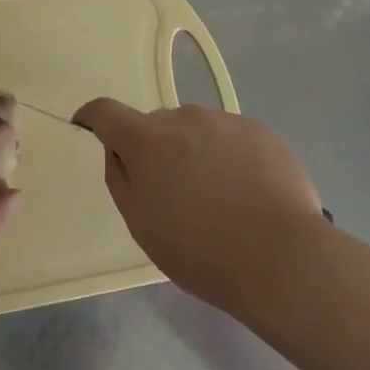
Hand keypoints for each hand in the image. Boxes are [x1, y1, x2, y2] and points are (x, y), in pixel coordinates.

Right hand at [74, 99, 325, 315]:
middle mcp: (183, 117)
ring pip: (196, 132)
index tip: (87, 127)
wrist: (283, 258)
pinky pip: (231, 138)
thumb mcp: (141, 224)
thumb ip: (120, 178)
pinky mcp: (260, 131)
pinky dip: (229, 158)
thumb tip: (119, 151)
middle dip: (156, 150)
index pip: (106, 111)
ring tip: (218, 199)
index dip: (92, 117)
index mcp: (147, 139)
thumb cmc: (200, 249)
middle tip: (173, 194)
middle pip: (157, 126)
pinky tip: (247, 195)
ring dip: (194, 153)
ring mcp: (225, 121)